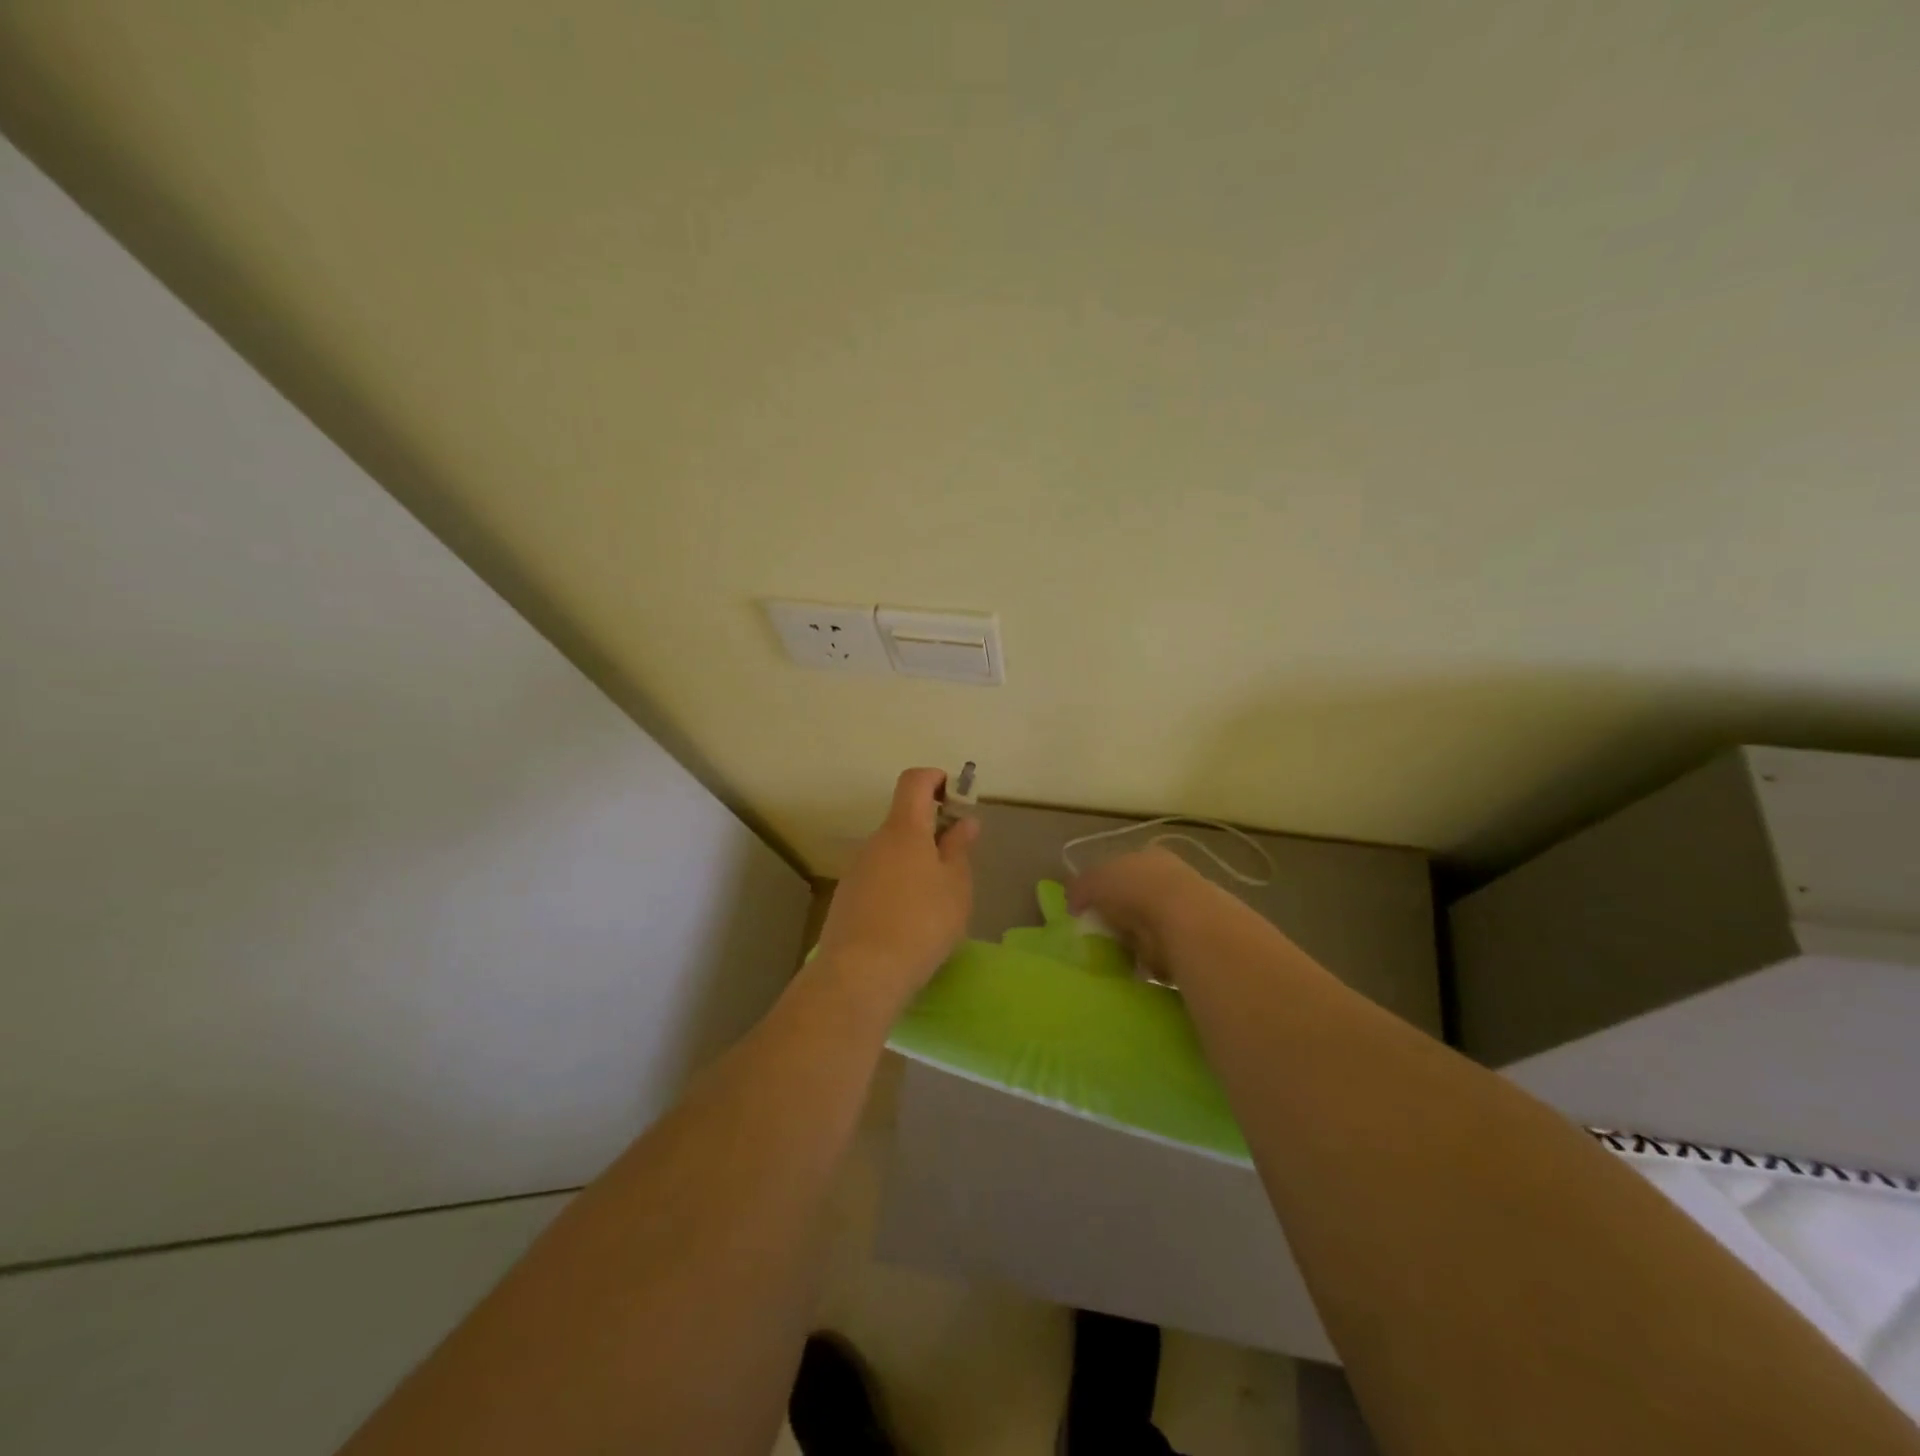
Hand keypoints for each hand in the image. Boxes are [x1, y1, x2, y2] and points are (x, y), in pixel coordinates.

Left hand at [814, 768, 980, 1012]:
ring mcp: (856, 870)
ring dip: (914, 862)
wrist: (861, 974)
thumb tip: (963, 822)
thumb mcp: (956, 887)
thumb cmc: (921, 923)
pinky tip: (909, 921)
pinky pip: (877, 878)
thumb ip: (959, 850)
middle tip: (956, 863)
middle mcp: (875, 842)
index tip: (955, 798)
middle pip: (904, 821)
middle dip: (931, 832)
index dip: (935, 779)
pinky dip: (897, 885)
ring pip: (891, 853)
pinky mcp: (846, 898)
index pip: (914, 781)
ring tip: (936, 901)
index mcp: (904, 829)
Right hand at [1067, 846, 1217, 981]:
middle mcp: (1169, 877)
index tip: (1089, 909)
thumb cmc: (1135, 889)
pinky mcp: (1193, 941)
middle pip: (1135, 898)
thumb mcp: (1094, 880)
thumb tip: (1073, 903)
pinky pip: (1162, 952)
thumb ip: (1080, 888)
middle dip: (1119, 916)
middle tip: (1100, 935)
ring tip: (1118, 955)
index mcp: (1147, 856)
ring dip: (1135, 940)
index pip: (1122, 869)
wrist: (1183, 920)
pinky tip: (1138, 968)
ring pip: (1149, 926)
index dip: (1103, 887)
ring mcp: (1185, 909)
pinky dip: (1150, 961)